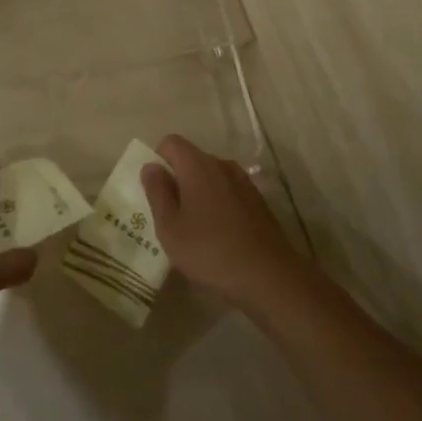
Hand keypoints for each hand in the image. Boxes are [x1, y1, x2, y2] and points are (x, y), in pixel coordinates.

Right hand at [142, 136, 306, 311]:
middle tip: (170, 215)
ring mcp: (244, 183)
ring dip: (199, 195)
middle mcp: (222, 165)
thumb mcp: (170, 227)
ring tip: (194, 229)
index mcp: (198, 165)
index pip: (171, 143)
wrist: (270, 277)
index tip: (155, 191)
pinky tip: (218, 237)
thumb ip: (157, 192)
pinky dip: (218, 206)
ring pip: (211, 178)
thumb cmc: (210, 251)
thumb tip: (151, 167)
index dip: (158, 160)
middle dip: (178, 180)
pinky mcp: (259, 203)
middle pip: (192, 160)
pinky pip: (229, 194)